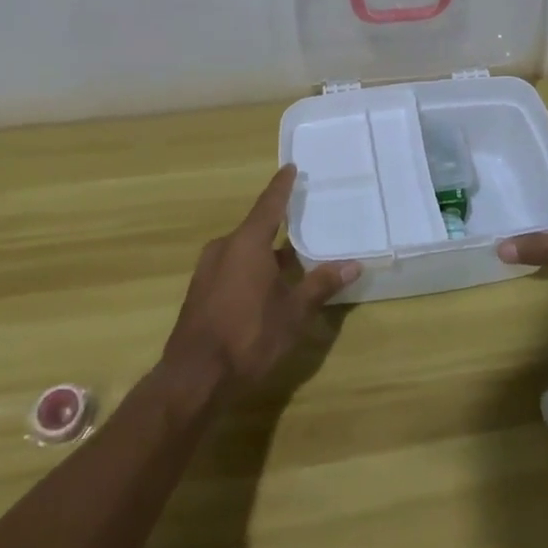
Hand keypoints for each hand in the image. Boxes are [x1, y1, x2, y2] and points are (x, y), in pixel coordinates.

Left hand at [162, 166, 360, 395]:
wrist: (194, 379)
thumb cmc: (249, 336)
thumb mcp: (294, 312)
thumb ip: (321, 285)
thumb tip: (354, 265)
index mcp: (247, 243)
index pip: (270, 204)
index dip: (282, 186)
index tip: (291, 167)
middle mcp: (224, 247)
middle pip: (256, 228)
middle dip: (279, 226)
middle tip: (303, 220)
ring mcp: (208, 270)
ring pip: (243, 251)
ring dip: (266, 253)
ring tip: (291, 259)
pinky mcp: (200, 292)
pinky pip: (231, 267)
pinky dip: (251, 269)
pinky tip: (266, 287)